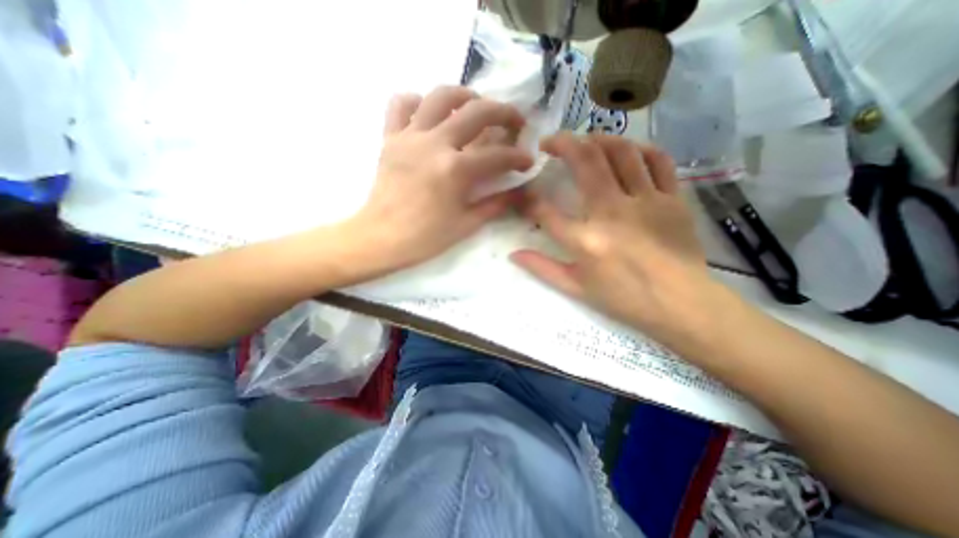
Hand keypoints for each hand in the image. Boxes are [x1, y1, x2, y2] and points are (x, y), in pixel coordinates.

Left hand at [348, 86, 535, 275]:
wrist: (381, 238)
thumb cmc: (425, 237)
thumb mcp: (466, 225)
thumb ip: (494, 204)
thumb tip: (516, 192)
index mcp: (455, 170)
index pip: (497, 155)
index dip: (518, 157)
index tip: (528, 161)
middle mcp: (435, 143)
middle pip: (477, 112)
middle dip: (504, 113)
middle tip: (514, 123)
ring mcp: (410, 137)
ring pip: (440, 96)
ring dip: (465, 97)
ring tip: (475, 107)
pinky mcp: (390, 138)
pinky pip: (401, 105)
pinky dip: (417, 102)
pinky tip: (428, 115)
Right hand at [512, 134, 713, 340]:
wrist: (681, 304)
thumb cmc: (624, 298)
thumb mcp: (576, 288)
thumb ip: (542, 268)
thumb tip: (513, 254)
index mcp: (585, 241)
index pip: (545, 212)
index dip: (529, 200)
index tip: (524, 193)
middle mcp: (612, 213)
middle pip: (585, 162)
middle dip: (562, 144)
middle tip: (550, 142)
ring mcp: (646, 201)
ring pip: (621, 152)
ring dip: (599, 139)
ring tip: (585, 140)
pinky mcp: (672, 199)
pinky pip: (658, 161)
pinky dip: (640, 149)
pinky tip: (628, 150)